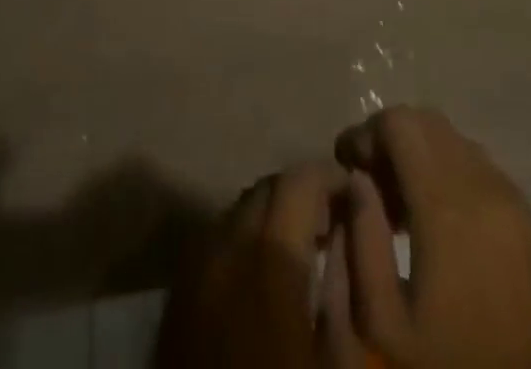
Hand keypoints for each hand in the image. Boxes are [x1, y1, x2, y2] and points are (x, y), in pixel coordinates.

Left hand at [153, 161, 352, 368]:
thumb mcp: (335, 360)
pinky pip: (213, 240)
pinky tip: (257, 278)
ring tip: (297, 251)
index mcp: (270, 258)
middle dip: (301, 196)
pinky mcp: (176, 293)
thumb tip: (349, 234)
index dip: (331, 180)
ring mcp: (195, 266)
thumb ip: (345, 287)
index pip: (300, 180)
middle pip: (267, 188)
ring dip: (270, 217)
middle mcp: (227, 245)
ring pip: (238, 210)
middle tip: (330, 227)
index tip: (355, 198)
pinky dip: (240, 240)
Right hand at [332, 107, 530, 368]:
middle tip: (369, 184)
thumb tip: (357, 181)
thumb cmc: (451, 368)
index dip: (365, 133)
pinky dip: (449, 171)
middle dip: (390, 139)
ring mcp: (513, 200)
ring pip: (454, 140)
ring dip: (421, 153)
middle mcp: (484, 184)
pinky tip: (437, 221)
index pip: (398, 122)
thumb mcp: (384, 324)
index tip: (345, 165)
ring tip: (399, 207)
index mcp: (447, 203)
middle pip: (426, 121)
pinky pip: (479, 167)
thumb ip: (362, 241)